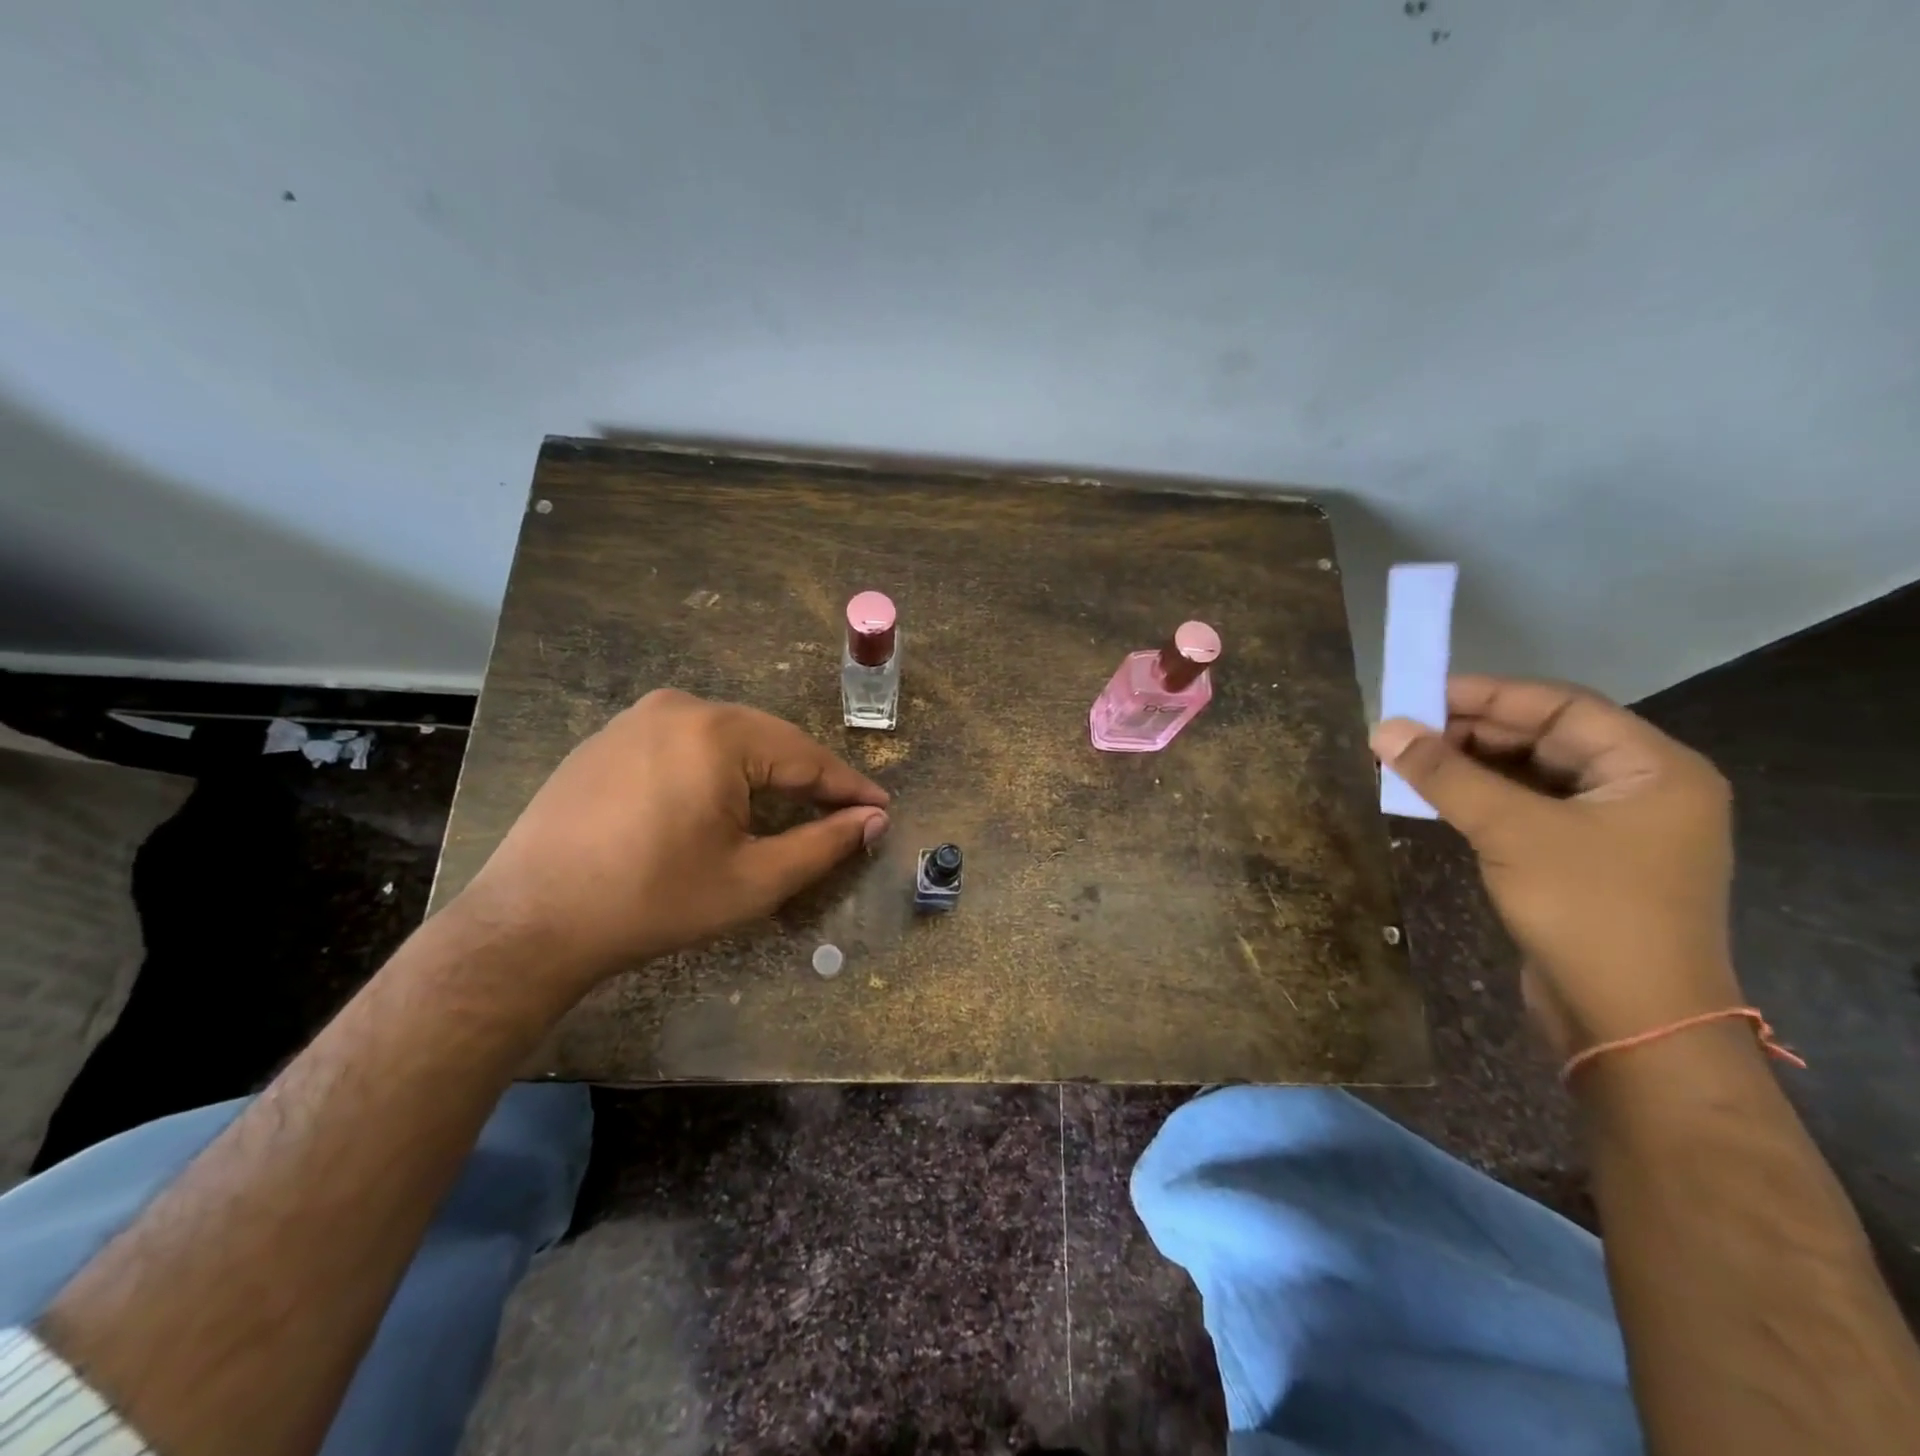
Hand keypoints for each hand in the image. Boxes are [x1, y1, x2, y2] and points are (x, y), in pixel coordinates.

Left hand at [454, 690, 888, 989]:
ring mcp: (636, 718)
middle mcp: (678, 707)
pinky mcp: (608, 738)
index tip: (881, 808)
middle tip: (840, 814)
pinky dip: (716, 770)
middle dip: (806, 779)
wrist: (528, 923)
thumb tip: (874, 820)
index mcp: (717, 732)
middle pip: (767, 740)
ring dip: (763, 773)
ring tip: (788, 810)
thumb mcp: (753, 880)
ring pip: (726, 739)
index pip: (806, 755)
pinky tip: (719, 803)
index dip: (849, 787)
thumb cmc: (653, 902)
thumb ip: (824, 844)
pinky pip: (685, 744)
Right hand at [1371, 674, 1741, 1055]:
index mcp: (1653, 768)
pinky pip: (1527, 810)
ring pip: (1531, 775)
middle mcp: (1641, 789)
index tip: (1420, 694)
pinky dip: (1481, 799)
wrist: (1631, 1022)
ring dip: (1470, 766)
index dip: (1488, 695)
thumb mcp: (1510, 830)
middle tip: (1405, 730)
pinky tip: (1435, 797)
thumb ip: (1445, 775)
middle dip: (1472, 732)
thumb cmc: (1587, 909)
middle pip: (1546, 738)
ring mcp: (1613, 828)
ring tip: (1408, 760)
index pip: (1561, 707)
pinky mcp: (1583, 861)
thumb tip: (1383, 728)